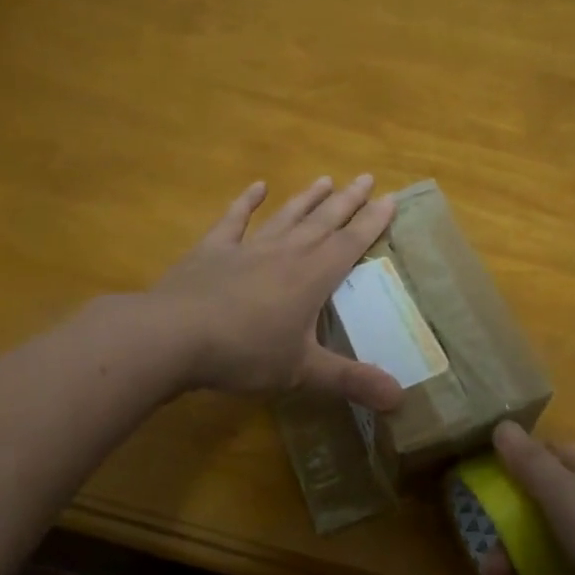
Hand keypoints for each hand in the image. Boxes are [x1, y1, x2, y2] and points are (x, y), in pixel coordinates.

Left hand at [152, 175, 404, 409]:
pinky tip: (257, 186)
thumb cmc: (245, 352)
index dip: (373, 222)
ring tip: (326, 179)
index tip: (391, 197)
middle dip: (348, 201)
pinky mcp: (213, 250)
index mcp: (312, 277)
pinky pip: (235, 220)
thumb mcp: (302, 372)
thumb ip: (351, 380)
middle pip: (324, 221)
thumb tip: (401, 398)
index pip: (350, 244)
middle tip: (367, 177)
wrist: (174, 335)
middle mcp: (286, 253)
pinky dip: (246, 202)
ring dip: (307, 198)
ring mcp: (248, 248)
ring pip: (286, 216)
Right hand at [492, 421, 574, 574]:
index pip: (550, 452)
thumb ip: (530, 462)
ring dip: (520, 555)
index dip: (517, 466)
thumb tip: (501, 424)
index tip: (486, 490)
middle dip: (512, 524)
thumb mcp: (563, 496)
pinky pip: (568, 563)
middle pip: (547, 496)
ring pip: (554, 534)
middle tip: (487, 552)